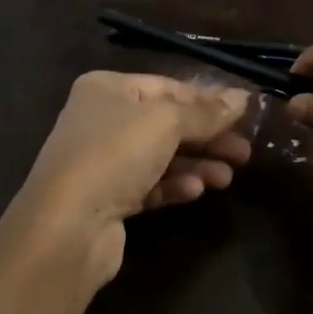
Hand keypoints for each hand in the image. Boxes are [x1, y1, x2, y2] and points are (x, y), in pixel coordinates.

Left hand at [5, 72, 252, 289]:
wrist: (67, 226)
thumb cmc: (115, 154)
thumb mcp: (167, 123)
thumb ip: (206, 112)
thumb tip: (242, 97)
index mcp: (108, 88)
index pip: (168, 87)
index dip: (207, 99)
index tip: (245, 115)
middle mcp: (103, 119)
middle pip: (167, 123)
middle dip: (207, 137)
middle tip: (245, 152)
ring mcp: (103, 160)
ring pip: (162, 156)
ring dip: (197, 164)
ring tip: (227, 178)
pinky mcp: (108, 198)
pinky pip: (150, 185)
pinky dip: (175, 185)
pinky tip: (196, 192)